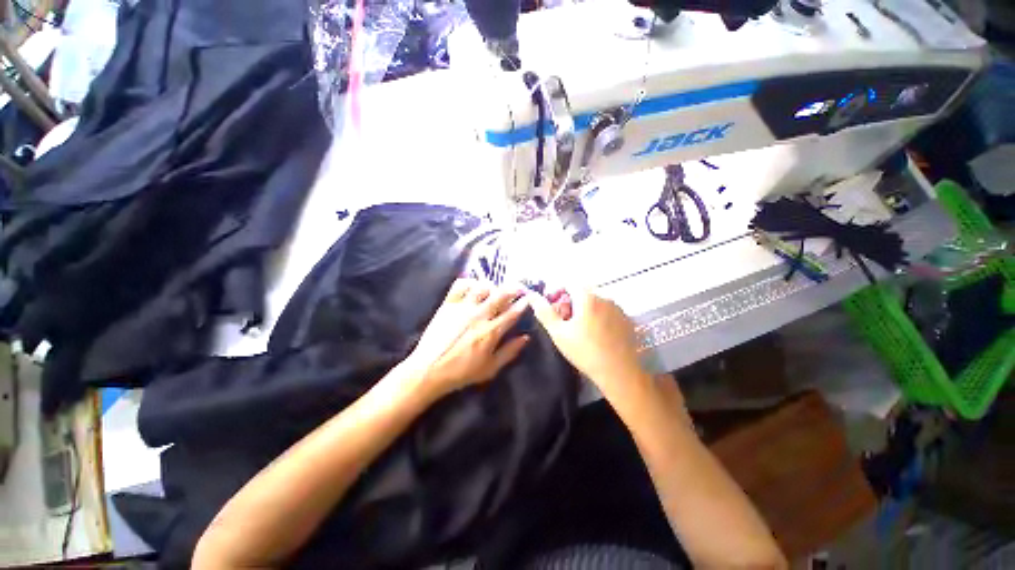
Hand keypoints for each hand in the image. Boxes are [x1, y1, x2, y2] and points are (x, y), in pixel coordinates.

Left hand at [399, 279, 530, 398]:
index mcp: (491, 332)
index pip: (512, 313)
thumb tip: (525, 337)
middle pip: (500, 295)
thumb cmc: (462, 372)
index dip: (522, 304)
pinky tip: (473, 286)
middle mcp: (479, 315)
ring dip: (492, 285)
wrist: (430, 369)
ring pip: (482, 287)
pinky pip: (460, 286)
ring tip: (495, 288)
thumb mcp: (490, 368)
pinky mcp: (448, 304)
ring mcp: (462, 307)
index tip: (528, 298)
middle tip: (518, 286)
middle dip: (513, 288)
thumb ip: (510, 352)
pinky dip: (469, 282)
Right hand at [528, 289, 649, 398]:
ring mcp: (617, 308)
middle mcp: (604, 297)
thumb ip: (544, 311)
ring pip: (594, 302)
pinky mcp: (625, 319)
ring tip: (578, 329)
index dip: (557, 291)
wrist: (619, 373)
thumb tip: (531, 295)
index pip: (568, 283)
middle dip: (569, 302)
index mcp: (587, 297)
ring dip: (583, 309)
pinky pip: (606, 310)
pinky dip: (597, 316)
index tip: (551, 306)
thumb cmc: (585, 351)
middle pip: (581, 292)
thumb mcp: (559, 332)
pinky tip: (595, 334)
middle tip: (563, 321)